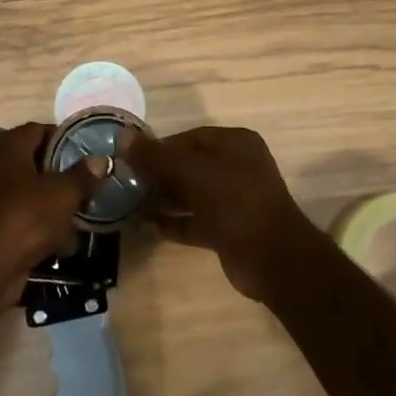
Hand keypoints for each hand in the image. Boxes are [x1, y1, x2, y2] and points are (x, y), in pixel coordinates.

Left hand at [0, 124, 102, 285]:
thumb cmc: (26, 217)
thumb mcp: (64, 194)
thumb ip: (83, 175)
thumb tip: (100, 160)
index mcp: (10, 147)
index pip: (38, 129)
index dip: (62, 137)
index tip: (85, 150)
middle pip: (33, 160)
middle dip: (60, 171)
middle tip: (85, 180)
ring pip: (29, 191)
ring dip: (52, 200)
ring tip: (79, 210)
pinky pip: (22, 216)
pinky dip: (41, 224)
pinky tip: (63, 240)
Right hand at [125, 125, 323, 301]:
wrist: (272, 258)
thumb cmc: (234, 201)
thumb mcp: (191, 172)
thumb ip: (156, 156)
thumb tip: (123, 137)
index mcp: (235, 144)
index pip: (190, 138)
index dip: (160, 147)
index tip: (131, 159)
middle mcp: (237, 167)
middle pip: (189, 165)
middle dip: (159, 174)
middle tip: (128, 182)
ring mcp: (234, 200)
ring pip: (191, 194)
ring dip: (164, 199)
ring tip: (130, 204)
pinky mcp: (228, 230)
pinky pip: (195, 220)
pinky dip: (174, 222)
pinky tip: (147, 226)